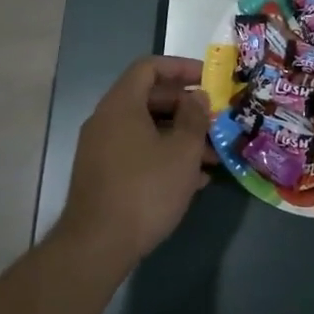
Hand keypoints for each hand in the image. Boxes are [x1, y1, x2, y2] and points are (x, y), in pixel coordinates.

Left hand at [57, 56, 212, 265]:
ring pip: (146, 129)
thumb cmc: (146, 189)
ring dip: (179, 137)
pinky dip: (163, 156)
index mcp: (121, 104)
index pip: (149, 67)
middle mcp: (106, 120)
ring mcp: (101, 148)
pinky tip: (192, 180)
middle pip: (149, 98)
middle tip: (215, 121)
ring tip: (213, 158)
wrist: (98, 245)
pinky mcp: (103, 174)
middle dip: (186, 108)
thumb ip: (194, 118)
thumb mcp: (182, 151)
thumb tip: (197, 96)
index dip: (181, 67)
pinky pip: (137, 152)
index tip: (208, 78)